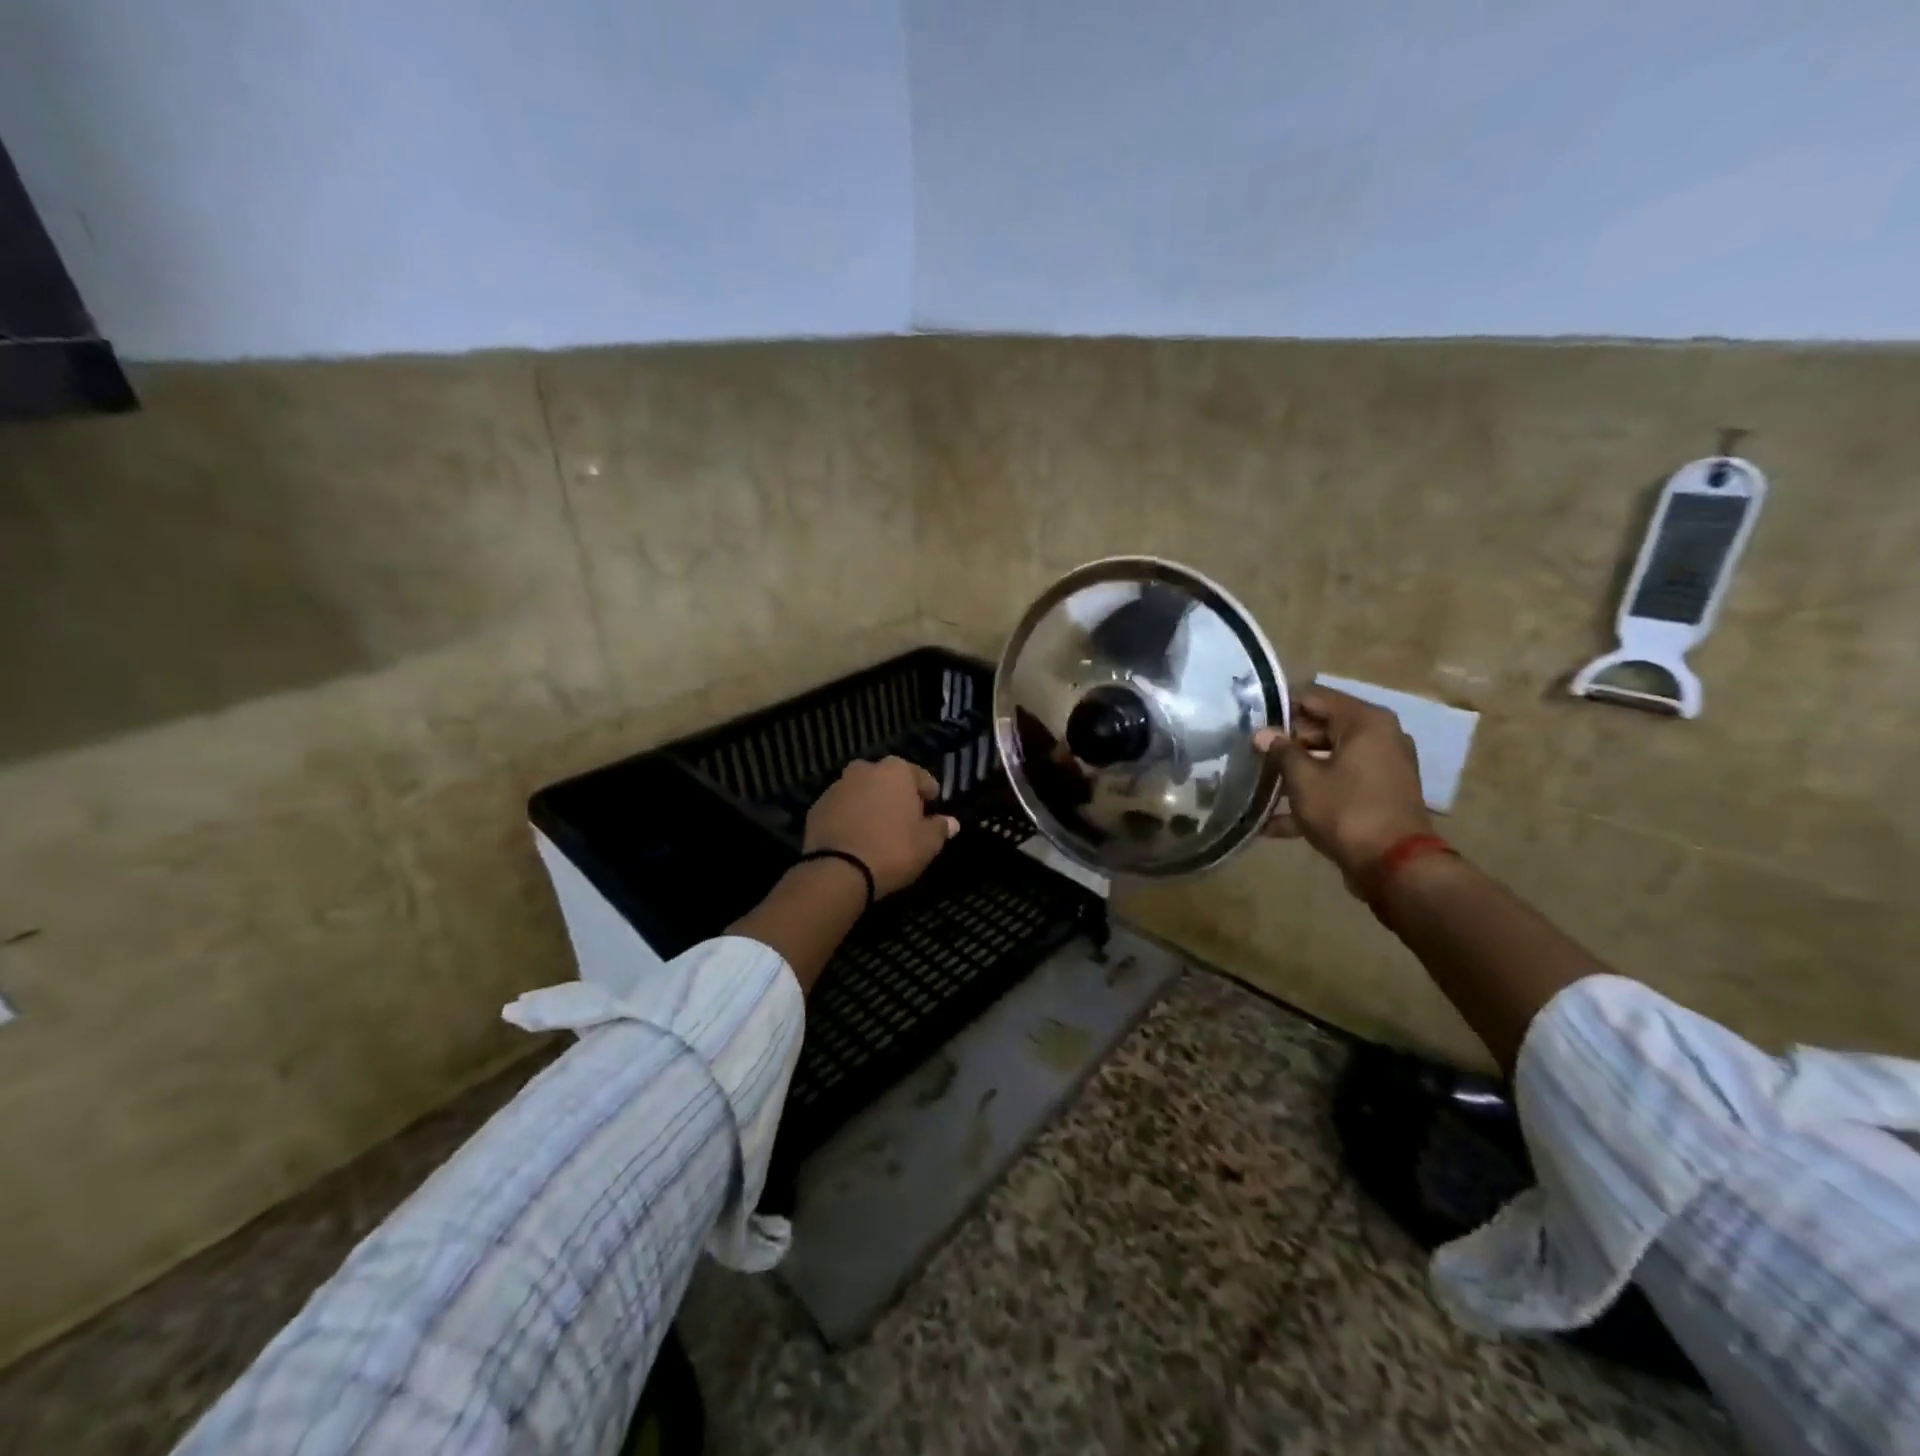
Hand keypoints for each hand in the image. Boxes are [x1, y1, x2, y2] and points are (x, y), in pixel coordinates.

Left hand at [804, 757, 959, 897]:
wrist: (839, 871)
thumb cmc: (893, 850)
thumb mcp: (928, 844)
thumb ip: (940, 828)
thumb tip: (951, 822)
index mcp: (896, 770)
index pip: (921, 777)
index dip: (929, 794)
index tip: (932, 810)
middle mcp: (865, 770)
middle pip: (888, 781)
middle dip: (896, 796)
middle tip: (904, 821)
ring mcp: (837, 787)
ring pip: (862, 792)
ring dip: (871, 805)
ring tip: (878, 831)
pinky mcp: (817, 807)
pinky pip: (842, 809)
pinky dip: (849, 818)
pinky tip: (856, 839)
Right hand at [1254, 688, 1430, 881]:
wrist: (1395, 866)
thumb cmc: (1346, 810)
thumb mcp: (1304, 779)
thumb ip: (1281, 752)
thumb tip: (1263, 734)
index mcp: (1365, 722)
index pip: (1314, 698)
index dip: (1280, 709)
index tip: (1252, 724)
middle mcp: (1379, 737)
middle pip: (1322, 728)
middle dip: (1286, 743)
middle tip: (1252, 756)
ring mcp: (1382, 768)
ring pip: (1329, 759)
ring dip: (1296, 773)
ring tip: (1259, 785)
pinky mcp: (1379, 795)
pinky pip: (1340, 785)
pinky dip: (1313, 797)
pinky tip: (1275, 822)